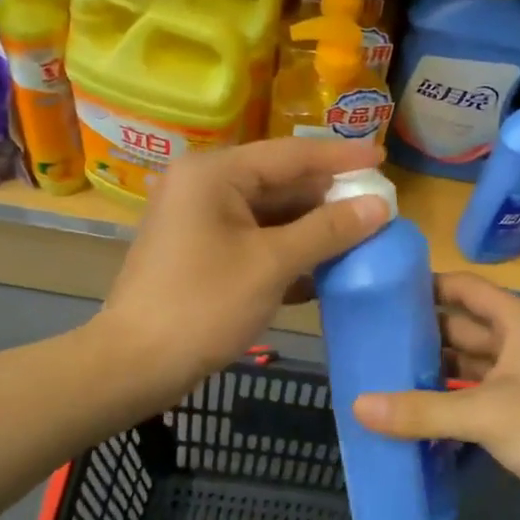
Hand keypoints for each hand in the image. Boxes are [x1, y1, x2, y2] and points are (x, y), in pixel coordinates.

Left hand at [100, 138, 390, 396]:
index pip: (290, 154)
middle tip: (378, 206)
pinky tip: (323, 269)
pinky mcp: (200, 252)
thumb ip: (328, 230)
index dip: (341, 157)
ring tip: (361, 236)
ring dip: (312, 228)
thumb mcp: (272, 264)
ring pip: (269, 214)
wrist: (136, 364)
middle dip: (328, 198)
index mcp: (215, 174)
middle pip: (280, 182)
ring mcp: (199, 220)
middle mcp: (204, 186)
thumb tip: (380, 205)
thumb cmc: (204, 305)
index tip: (383, 157)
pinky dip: (287, 251)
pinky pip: (254, 239)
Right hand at [352, 273, 519, 519]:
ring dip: (432, 371)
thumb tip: (358, 406)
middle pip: (464, 328)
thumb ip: (422, 410)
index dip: (430, 285)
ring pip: (468, 367)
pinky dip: (447, 404)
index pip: (468, 289)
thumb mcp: (486, 414)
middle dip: (422, 332)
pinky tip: (411, 414)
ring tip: (381, 374)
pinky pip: (474, 400)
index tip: (385, 289)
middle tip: (371, 337)